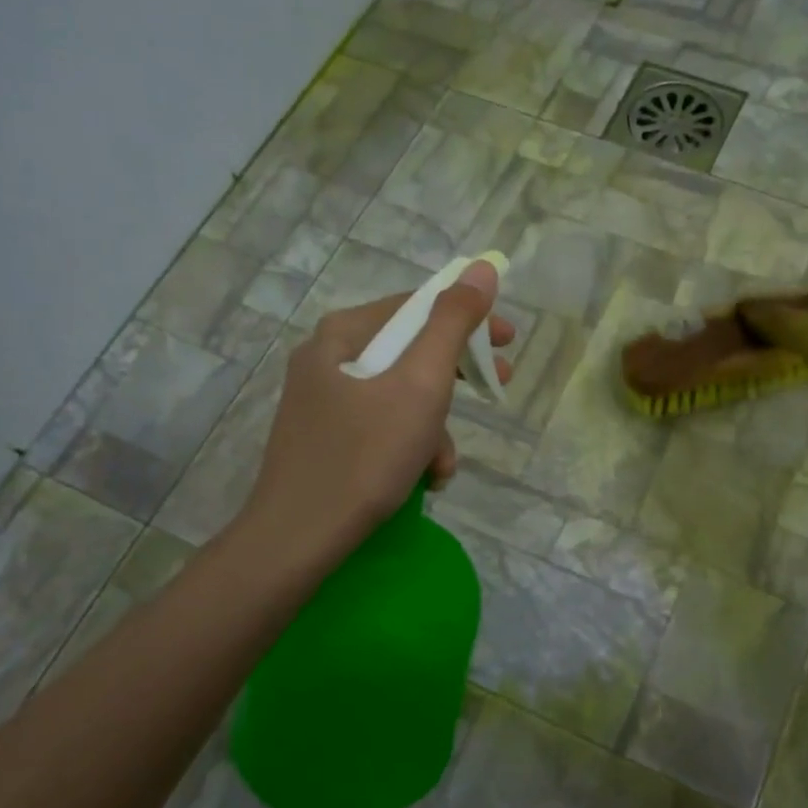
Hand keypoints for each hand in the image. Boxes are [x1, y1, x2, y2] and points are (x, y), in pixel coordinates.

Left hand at [237, 260, 514, 560]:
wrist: (298, 539)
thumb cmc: (366, 455)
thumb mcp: (421, 385)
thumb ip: (454, 324)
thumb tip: (482, 268)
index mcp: (344, 334)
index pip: (418, 306)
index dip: (469, 318)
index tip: (508, 342)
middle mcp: (328, 358)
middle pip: (410, 351)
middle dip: (457, 378)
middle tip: (498, 389)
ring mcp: (323, 400)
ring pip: (399, 395)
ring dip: (434, 427)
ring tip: (443, 467)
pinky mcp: (325, 438)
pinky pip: (381, 425)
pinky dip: (409, 446)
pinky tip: (421, 479)